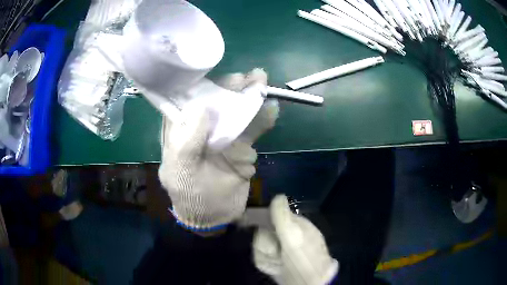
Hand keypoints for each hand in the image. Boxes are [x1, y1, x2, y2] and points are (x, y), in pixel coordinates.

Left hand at [159, 68, 277, 230]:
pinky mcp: (241, 147)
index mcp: (181, 130)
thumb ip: (186, 142)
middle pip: (216, 102)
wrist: (213, 216)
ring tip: (262, 82)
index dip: (203, 86)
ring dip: (250, 97)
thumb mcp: (180, 171)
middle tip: (248, 77)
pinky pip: (253, 130)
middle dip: (231, 88)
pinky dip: (262, 119)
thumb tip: (202, 109)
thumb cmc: (189, 194)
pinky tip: (271, 109)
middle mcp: (202, 128)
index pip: (188, 101)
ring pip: (237, 112)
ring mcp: (223, 136)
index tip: (218, 78)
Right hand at [253, 195, 338, 284]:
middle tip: (278, 253)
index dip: (264, 226)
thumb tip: (278, 195)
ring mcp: (279, 249)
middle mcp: (286, 235)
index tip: (267, 234)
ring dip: (267, 258)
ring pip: (259, 247)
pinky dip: (266, 265)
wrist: (307, 282)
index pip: (269, 217)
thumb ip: (283, 217)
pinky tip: (277, 269)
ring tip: (279, 263)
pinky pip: (260, 258)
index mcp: (294, 225)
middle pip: (261, 234)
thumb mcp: (293, 237)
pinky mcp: (274, 261)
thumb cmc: (303, 259)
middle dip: (266, 246)